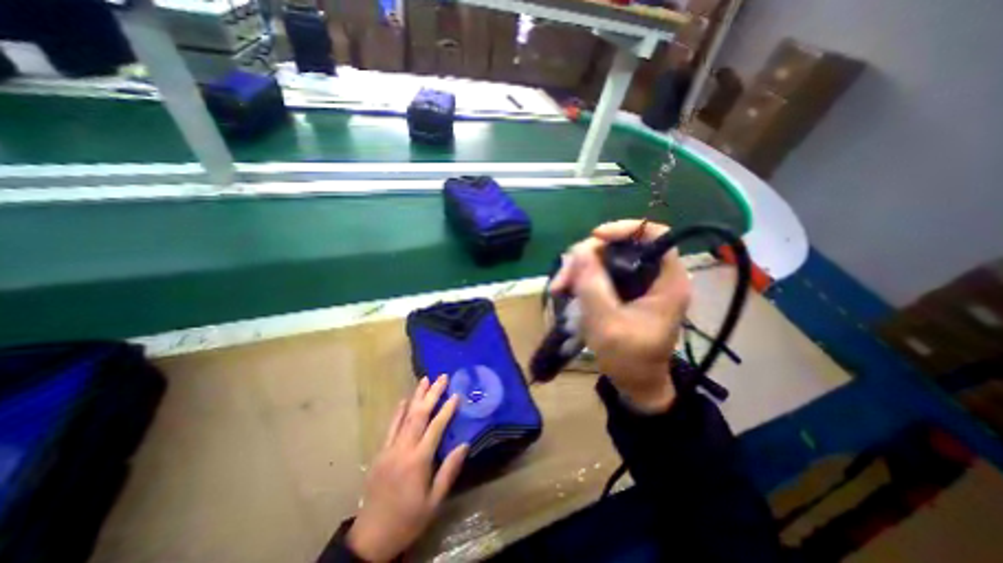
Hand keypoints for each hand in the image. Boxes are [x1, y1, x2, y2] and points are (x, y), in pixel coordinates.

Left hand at [348, 376, 467, 560]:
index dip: (446, 409)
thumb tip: (464, 444)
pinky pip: (391, 427)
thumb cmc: (408, 519)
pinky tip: (404, 400)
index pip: (435, 427)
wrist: (371, 537)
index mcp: (418, 460)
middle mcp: (403, 449)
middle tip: (442, 377)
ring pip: (405, 416)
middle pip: (419, 415)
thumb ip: (449, 471)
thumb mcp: (434, 501)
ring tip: (425, 380)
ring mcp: (389, 449)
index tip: (456, 394)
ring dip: (416, 396)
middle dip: (432, 394)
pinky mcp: (380, 452)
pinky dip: (398, 412)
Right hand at [547, 221, 689, 411]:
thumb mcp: (607, 324)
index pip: (655, 234)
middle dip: (587, 257)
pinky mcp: (624, 291)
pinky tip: (566, 291)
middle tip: (563, 280)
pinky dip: (581, 279)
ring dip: (579, 270)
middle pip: (621, 246)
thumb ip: (592, 286)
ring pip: (605, 259)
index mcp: (667, 281)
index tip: (594, 238)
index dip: (625, 229)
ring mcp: (638, 283)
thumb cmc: (629, 359)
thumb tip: (578, 249)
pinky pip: (600, 273)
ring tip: (558, 289)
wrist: (635, 384)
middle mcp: (655, 276)